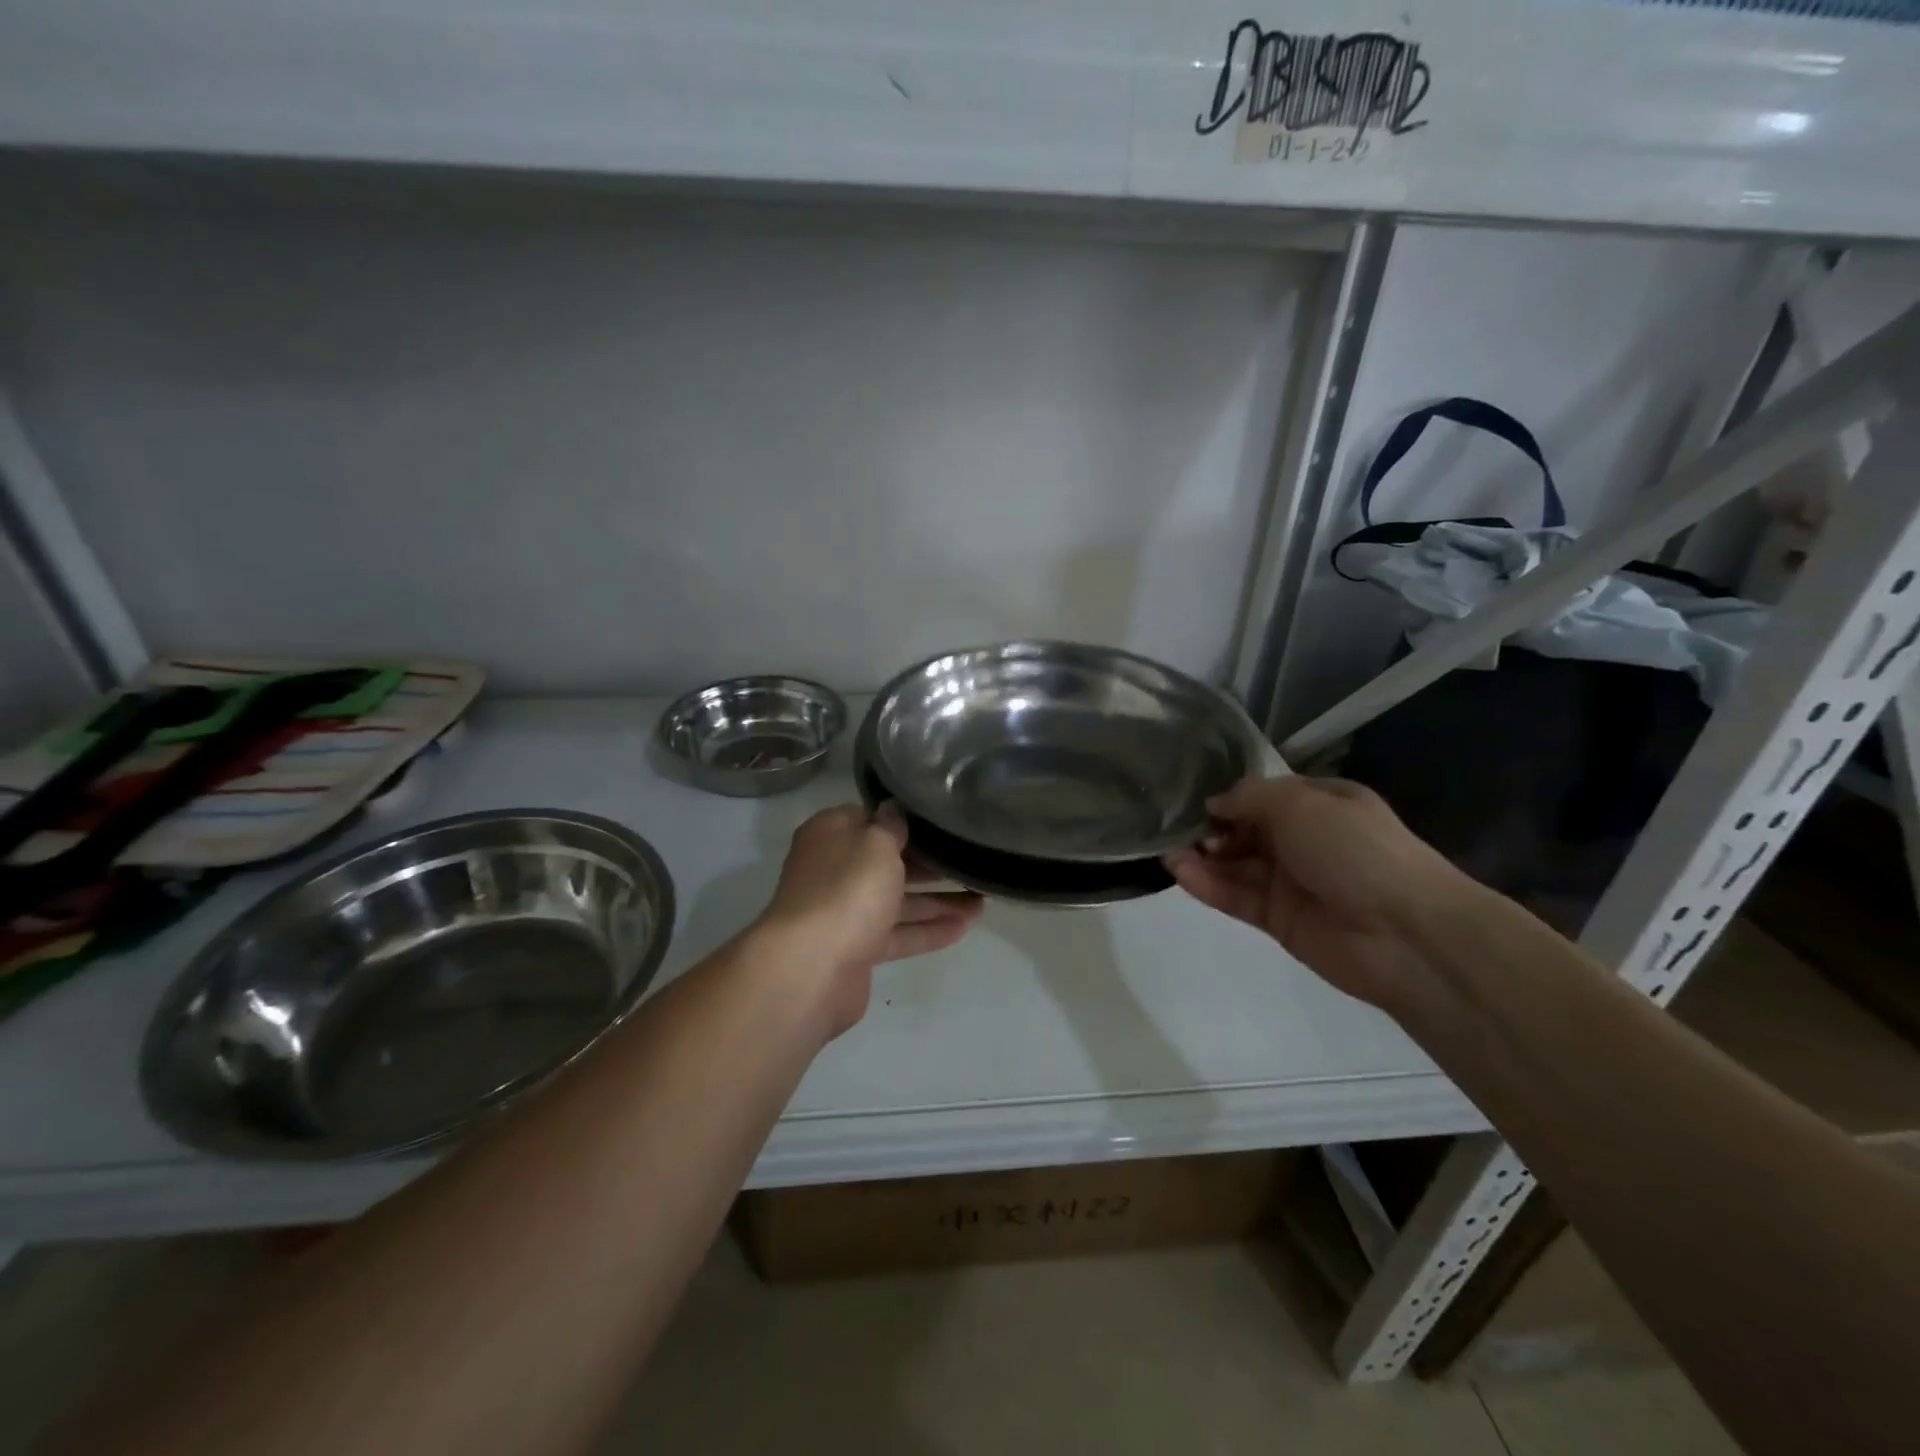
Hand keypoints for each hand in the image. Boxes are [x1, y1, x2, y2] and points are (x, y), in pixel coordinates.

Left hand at [755, 803, 983, 1033]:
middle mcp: (834, 870)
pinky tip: (964, 927)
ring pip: (896, 900)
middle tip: (969, 859)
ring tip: (982, 898)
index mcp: (830, 835)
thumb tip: (894, 810)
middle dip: (928, 863)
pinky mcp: (856, 949)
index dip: (903, 819)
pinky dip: (927, 930)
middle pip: (886, 861)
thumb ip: (891, 826)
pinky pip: (897, 934)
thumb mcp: (876, 843)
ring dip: (936, 900)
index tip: (940, 820)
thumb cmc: (847, 889)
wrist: (812, 967)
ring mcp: (843, 912)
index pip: (869, 818)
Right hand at [1165, 775, 1467, 1007]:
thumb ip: (1250, 798)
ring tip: (1166, 852)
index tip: (1194, 799)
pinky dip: (1209, 885)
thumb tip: (1215, 804)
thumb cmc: (1354, 850)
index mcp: (1321, 804)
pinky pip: (1237, 898)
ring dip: (1203, 858)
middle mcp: (1305, 840)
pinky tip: (1180, 873)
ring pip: (1237, 866)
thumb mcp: (1301, 804)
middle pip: (1246, 831)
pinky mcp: (1279, 919)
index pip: (1265, 796)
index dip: (1230, 797)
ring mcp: (1291, 882)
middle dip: (1211, 828)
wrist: (1404, 933)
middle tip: (1173, 829)